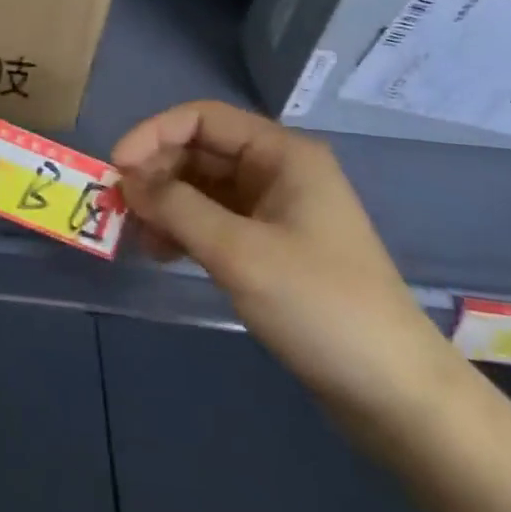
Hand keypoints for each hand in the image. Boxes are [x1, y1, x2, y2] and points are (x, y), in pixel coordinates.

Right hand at [112, 101, 458, 422]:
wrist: (395, 393)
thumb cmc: (320, 306)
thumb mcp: (240, 253)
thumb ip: (177, 208)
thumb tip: (126, 180)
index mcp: (282, 154)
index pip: (203, 118)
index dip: (154, 134)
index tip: (115, 167)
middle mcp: (277, 171)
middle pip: (200, 151)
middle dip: (155, 172)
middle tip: (117, 206)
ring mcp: (275, 210)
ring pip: (202, 187)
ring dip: (165, 203)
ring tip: (134, 235)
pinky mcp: (270, 247)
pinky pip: (214, 220)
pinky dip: (183, 229)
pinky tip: (160, 252)